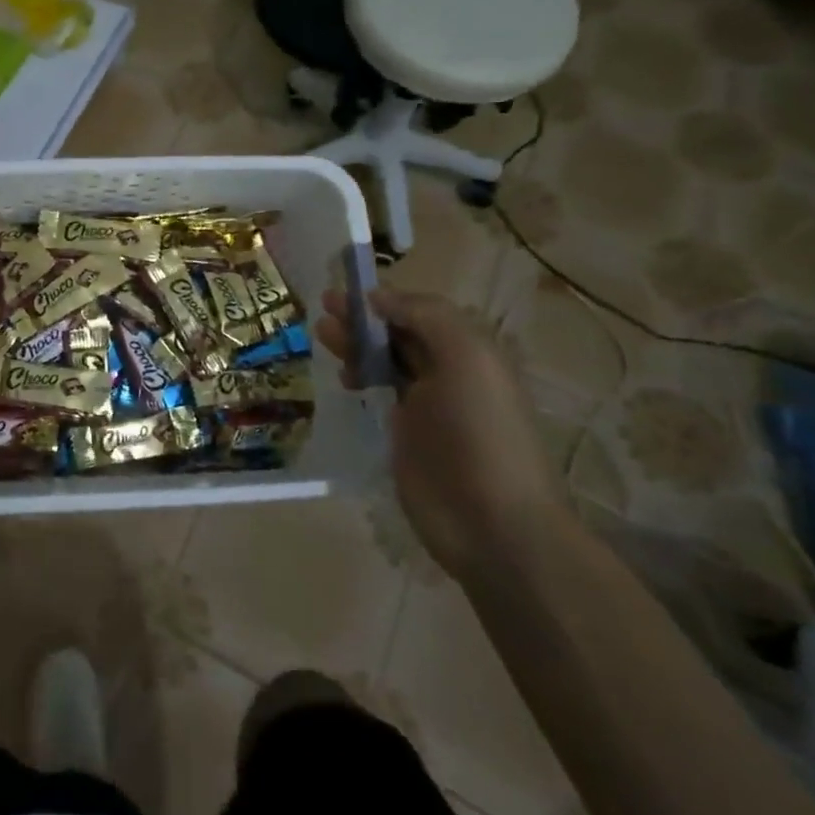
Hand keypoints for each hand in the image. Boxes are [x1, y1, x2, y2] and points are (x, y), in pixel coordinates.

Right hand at [316, 286, 565, 580]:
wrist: (492, 522)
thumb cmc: (480, 432)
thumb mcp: (467, 358)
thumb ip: (426, 317)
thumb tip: (378, 297)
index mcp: (470, 352)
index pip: (420, 311)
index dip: (383, 299)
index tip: (344, 292)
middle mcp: (449, 374)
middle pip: (399, 334)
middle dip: (363, 319)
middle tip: (324, 310)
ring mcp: (426, 407)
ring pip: (385, 362)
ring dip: (355, 346)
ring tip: (323, 337)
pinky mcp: (405, 437)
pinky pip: (379, 395)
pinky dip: (359, 379)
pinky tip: (342, 379)